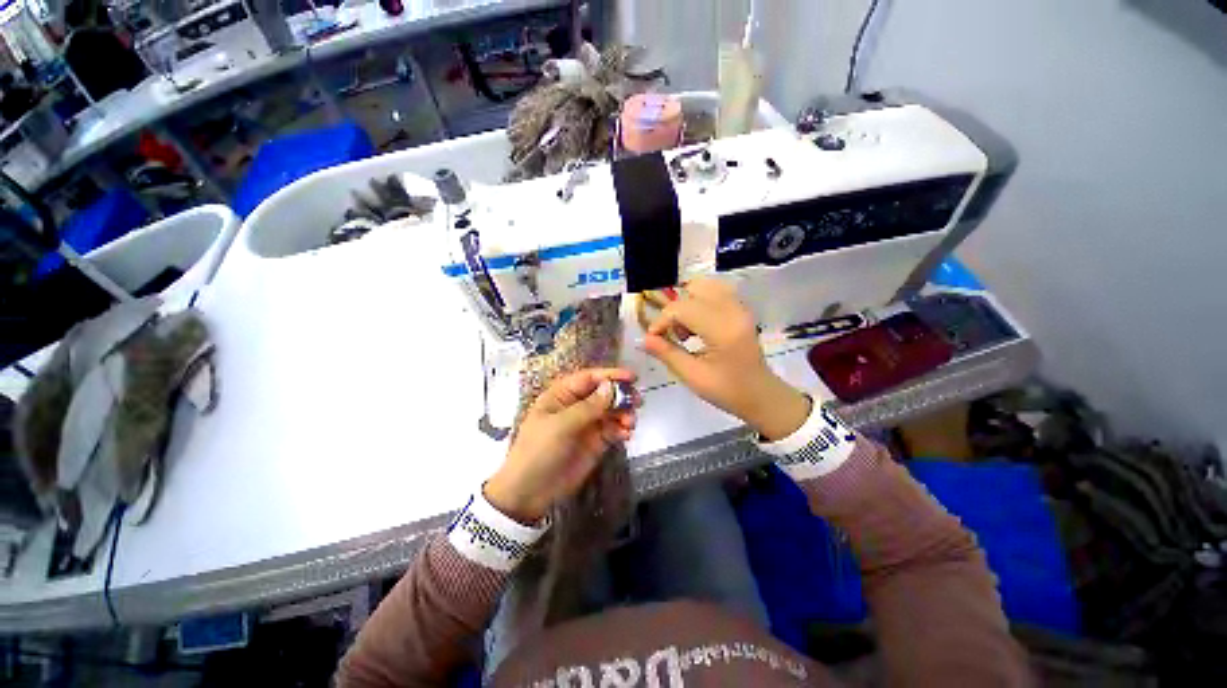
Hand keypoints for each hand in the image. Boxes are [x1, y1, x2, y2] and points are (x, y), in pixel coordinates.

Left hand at [485, 368, 636, 522]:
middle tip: (638, 401)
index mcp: (562, 395)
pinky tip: (627, 435)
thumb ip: (588, 407)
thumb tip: (610, 386)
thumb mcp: (560, 426)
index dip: (610, 375)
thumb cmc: (538, 451)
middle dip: (621, 395)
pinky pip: (613, 430)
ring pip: (612, 411)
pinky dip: (622, 430)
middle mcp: (576, 406)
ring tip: (631, 423)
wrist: (529, 493)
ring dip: (624, 413)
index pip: (589, 378)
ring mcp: (587, 425)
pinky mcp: (596, 443)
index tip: (632, 377)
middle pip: (604, 393)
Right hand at [641, 278, 810, 440]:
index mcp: (722, 330)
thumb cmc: (727, 391)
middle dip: (676, 310)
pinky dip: (700, 301)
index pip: (682, 308)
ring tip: (687, 328)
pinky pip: (716, 291)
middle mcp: (733, 310)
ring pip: (705, 285)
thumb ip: (667, 354)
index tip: (654, 339)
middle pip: (693, 289)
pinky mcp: (741, 308)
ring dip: (688, 301)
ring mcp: (740, 307)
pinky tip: (698, 324)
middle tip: (675, 334)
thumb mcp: (693, 377)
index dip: (661, 321)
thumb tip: (643, 339)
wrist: (761, 395)